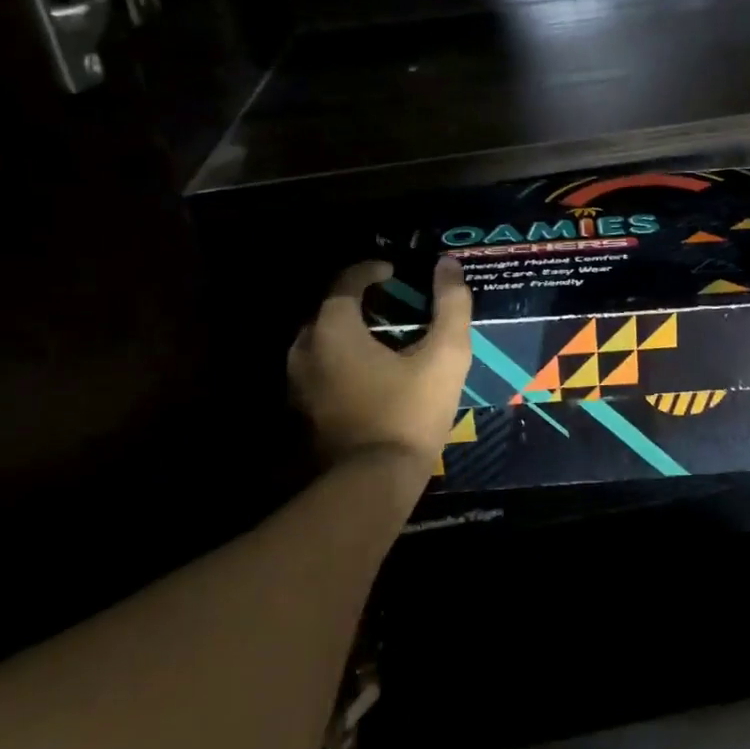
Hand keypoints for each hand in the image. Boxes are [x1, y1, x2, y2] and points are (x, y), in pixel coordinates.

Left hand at [287, 258, 472, 476]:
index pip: (346, 283)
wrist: (373, 484)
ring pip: (322, 343)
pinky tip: (368, 374)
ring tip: (382, 338)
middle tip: (392, 304)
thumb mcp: (445, 356)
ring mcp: (298, 384)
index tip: (394, 272)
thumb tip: (448, 264)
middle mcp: (305, 349)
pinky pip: (321, 370)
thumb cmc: (409, 413)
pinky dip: (341, 361)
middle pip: (330, 311)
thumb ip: (450, 306)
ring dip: (348, 333)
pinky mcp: (303, 412)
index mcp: (333, 329)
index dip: (371, 271)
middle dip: (358, 302)